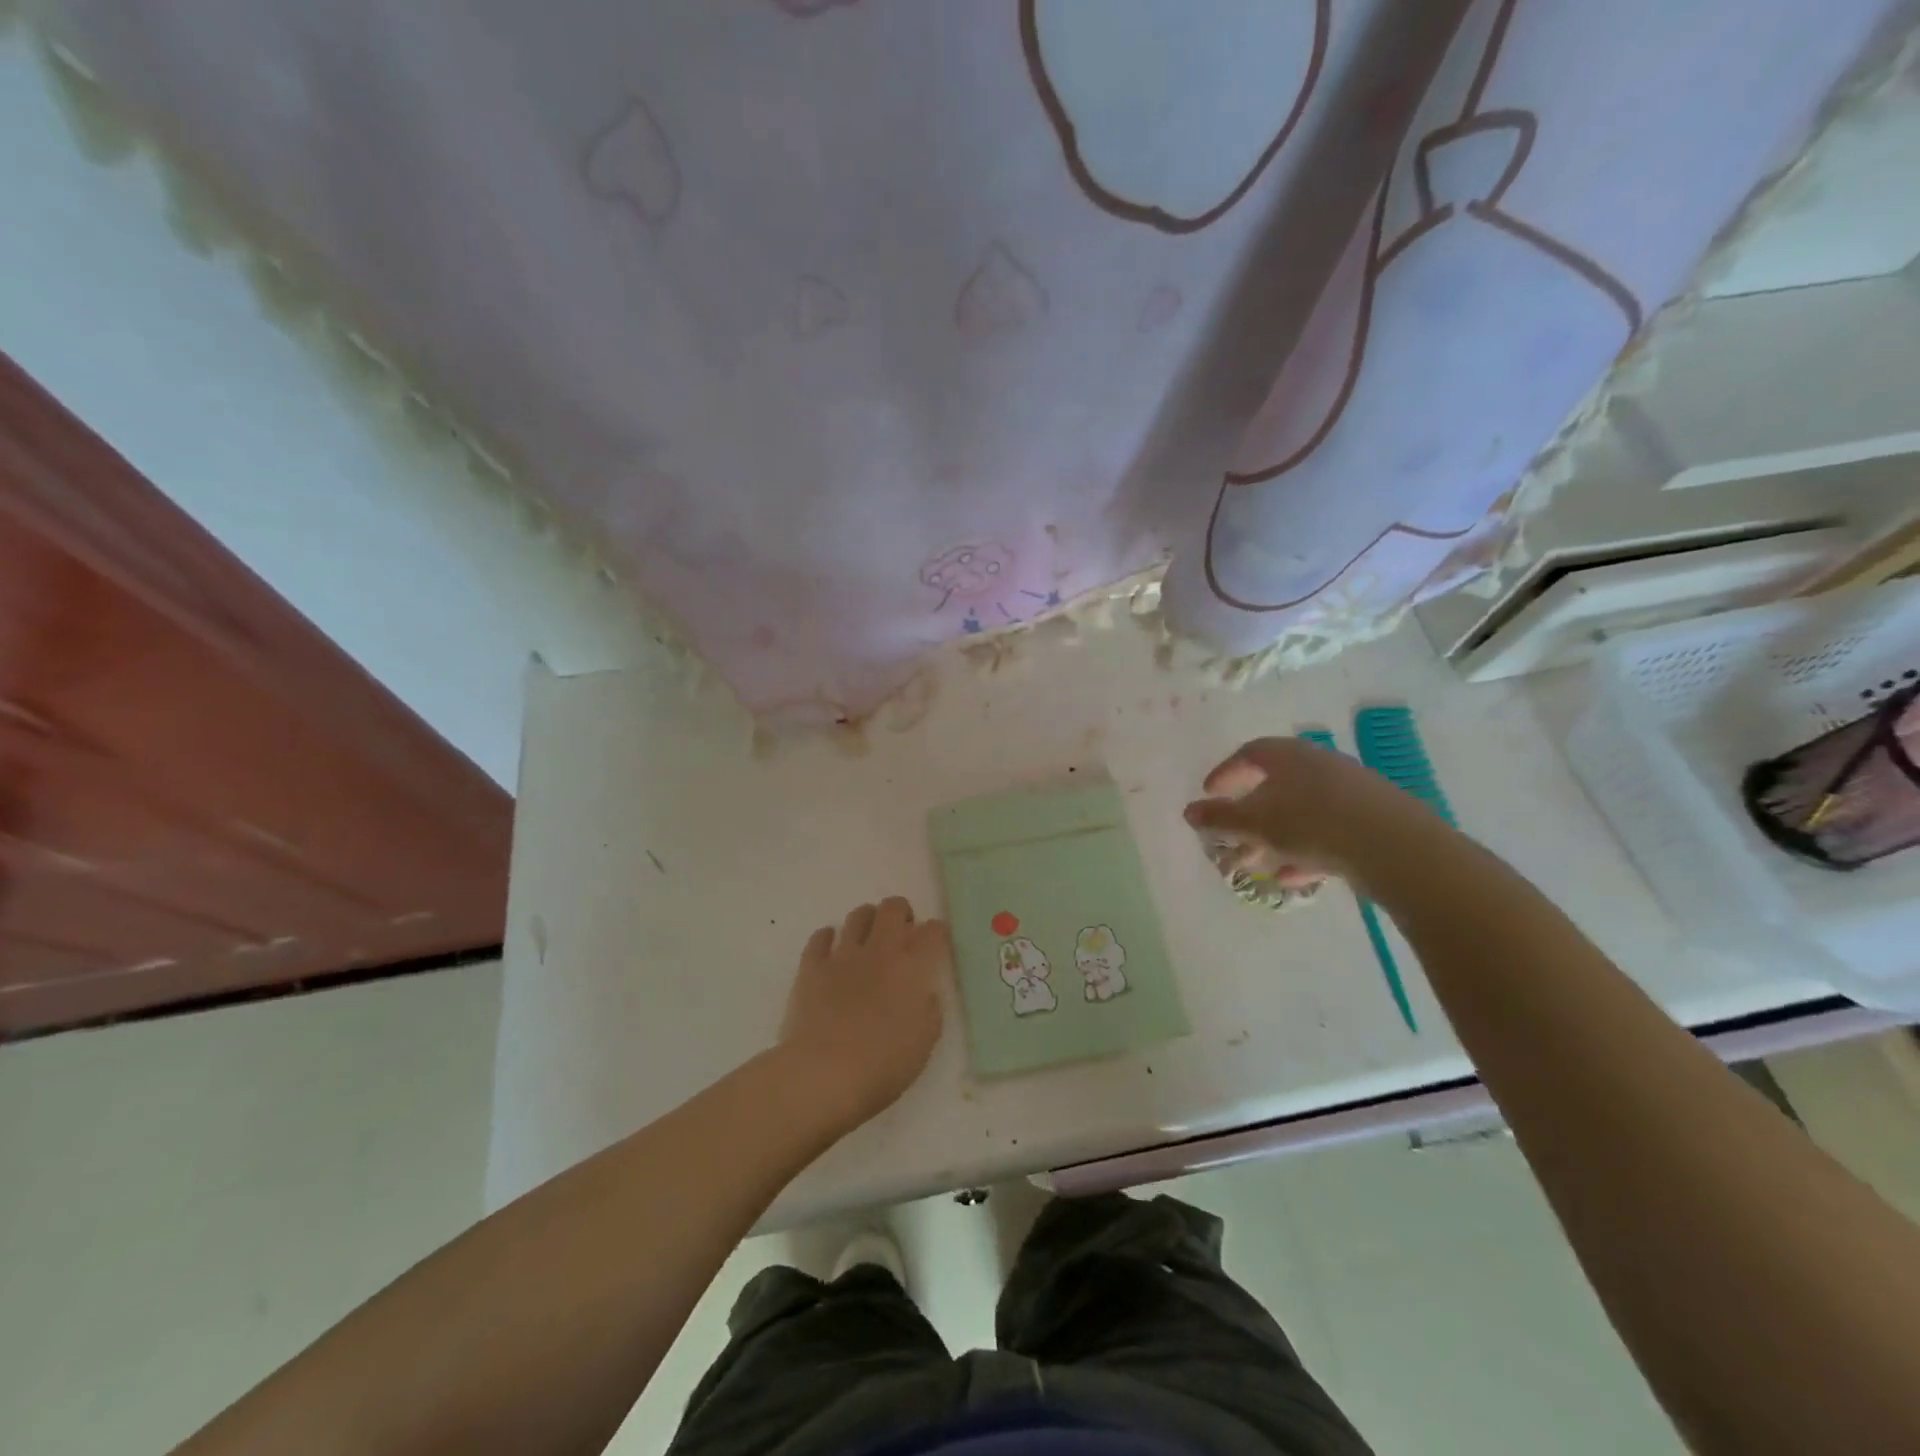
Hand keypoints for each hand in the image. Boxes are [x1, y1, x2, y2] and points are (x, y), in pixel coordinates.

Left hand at [778, 897, 949, 1127]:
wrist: (824, 1074)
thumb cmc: (883, 1065)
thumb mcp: (923, 1043)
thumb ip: (930, 1011)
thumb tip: (926, 993)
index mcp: (912, 968)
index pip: (932, 932)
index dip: (937, 932)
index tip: (936, 942)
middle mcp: (880, 951)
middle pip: (893, 908)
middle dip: (901, 912)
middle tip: (902, 931)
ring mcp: (843, 955)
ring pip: (858, 915)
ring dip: (868, 920)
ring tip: (869, 938)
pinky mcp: (812, 967)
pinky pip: (820, 937)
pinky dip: (828, 937)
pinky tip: (832, 949)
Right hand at [1183, 736, 1438, 891]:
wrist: (1395, 846)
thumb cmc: (1312, 823)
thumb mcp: (1256, 823)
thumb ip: (1219, 818)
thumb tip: (1188, 811)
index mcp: (1289, 756)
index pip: (1249, 753)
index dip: (1225, 773)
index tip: (1209, 794)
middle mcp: (1319, 765)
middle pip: (1274, 785)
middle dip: (1248, 815)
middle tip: (1230, 839)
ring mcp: (1349, 791)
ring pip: (1300, 811)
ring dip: (1274, 837)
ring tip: (1258, 864)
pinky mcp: (1371, 819)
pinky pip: (1327, 831)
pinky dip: (1304, 850)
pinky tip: (1294, 878)